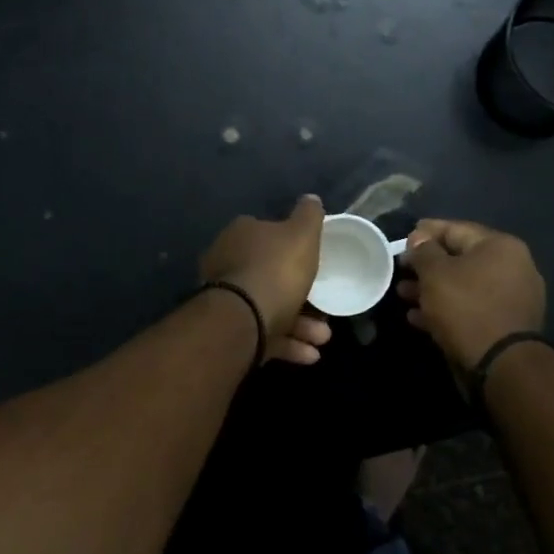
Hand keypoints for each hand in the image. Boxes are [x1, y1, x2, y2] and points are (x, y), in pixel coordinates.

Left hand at [200, 196, 334, 365]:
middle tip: (326, 311)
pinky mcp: (230, 331)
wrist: (244, 319)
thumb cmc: (276, 269)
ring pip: (271, 309)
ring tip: (324, 338)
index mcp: (241, 235)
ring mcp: (227, 300)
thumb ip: (309, 215)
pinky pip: (264, 336)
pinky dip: (288, 344)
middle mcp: (228, 264)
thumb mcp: (302, 234)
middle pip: (271, 276)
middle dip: (302, 296)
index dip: (293, 248)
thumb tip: (311, 199)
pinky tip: (310, 354)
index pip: (268, 234)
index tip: (315, 264)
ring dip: (301, 325)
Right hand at [397, 218, 545, 372]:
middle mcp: (512, 267)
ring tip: (403, 295)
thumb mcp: (436, 274)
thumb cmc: (466, 308)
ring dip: (431, 290)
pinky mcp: (503, 325)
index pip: (456, 229)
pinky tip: (418, 318)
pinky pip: (469, 309)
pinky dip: (445, 310)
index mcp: (500, 246)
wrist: (500, 364)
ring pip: (463, 286)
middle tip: (400, 270)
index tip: (402, 240)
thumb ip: (424, 251)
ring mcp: (510, 298)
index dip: (425, 233)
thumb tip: (419, 238)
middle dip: (426, 265)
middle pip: (460, 259)